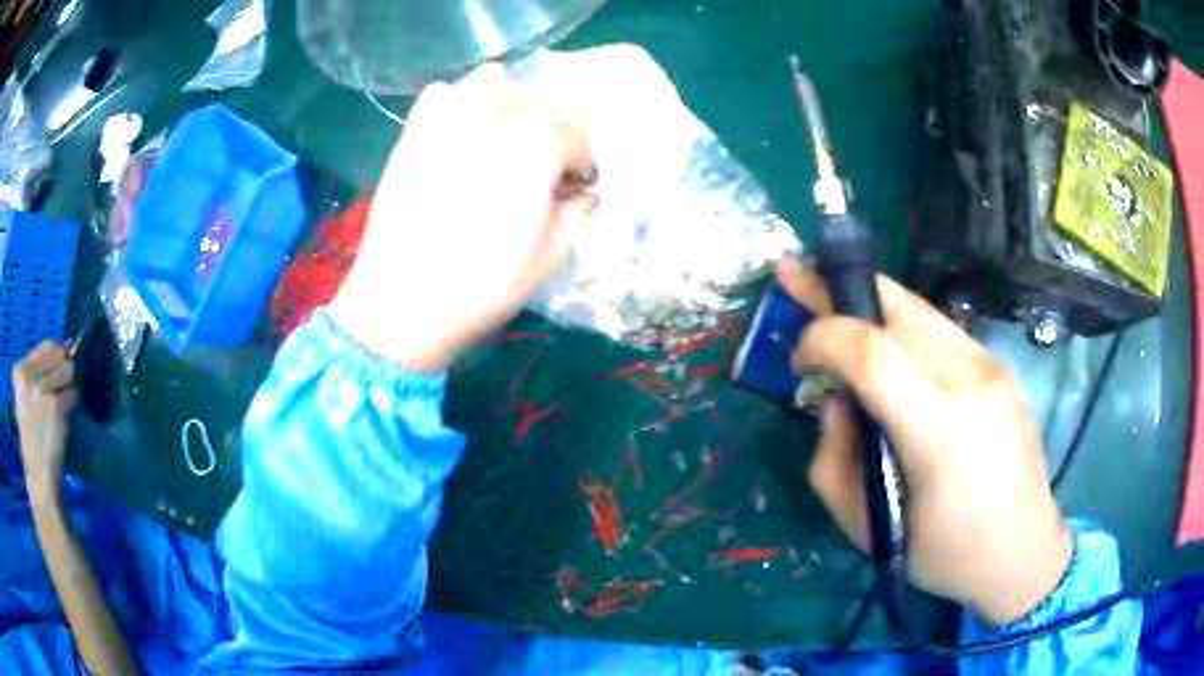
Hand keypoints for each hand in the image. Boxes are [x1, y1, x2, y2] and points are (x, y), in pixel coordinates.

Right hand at [11, 342, 76, 505]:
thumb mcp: (26, 397)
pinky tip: (63, 420)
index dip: (56, 357)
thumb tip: (67, 346)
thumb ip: (39, 372)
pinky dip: (72, 404)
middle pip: (58, 354)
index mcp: (19, 371)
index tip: (55, 374)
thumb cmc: (32, 438)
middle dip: (63, 370)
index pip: (46, 345)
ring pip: (67, 370)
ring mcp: (41, 390)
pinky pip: (72, 393)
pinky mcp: (55, 406)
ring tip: (59, 408)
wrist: (38, 476)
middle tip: (58, 394)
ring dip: (68, 387)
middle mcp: (28, 376)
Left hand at [330, 63, 597, 371]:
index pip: (580, 136)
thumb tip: (586, 194)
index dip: (584, 164)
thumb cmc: (483, 285)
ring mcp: (450, 117)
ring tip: (501, 143)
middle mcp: (498, 114)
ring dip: (508, 105)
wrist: (401, 302)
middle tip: (541, 174)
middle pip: (542, 105)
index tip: (575, 190)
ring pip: (494, 82)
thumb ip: (577, 214)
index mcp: (539, 143)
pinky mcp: (415, 131)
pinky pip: (443, 95)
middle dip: (552, 136)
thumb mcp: (550, 257)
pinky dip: (458, 106)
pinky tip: (458, 138)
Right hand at [777, 256, 1071, 625]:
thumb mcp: (866, 530)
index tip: (798, 360)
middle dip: (838, 291)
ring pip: (918, 308)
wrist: (1023, 551)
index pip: (873, 352)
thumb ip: (833, 461)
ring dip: (870, 305)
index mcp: (940, 432)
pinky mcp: (1001, 366)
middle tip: (796, 279)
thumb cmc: (942, 554)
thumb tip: (834, 402)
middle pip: (896, 308)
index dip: (823, 337)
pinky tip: (889, 349)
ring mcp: (992, 366)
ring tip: (834, 302)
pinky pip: (941, 329)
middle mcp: (972, 381)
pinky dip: (902, 327)